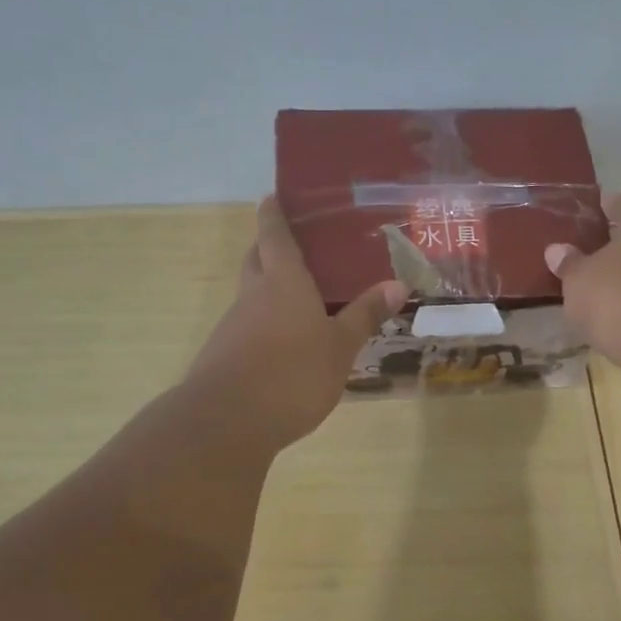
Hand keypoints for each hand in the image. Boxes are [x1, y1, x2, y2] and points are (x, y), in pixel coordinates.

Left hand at [186, 197, 406, 448]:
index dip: (274, 213)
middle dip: (269, 247)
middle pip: (256, 259)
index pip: (275, 235)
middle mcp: (252, 295)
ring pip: (250, 293)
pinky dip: (264, 322)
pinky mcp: (223, 354)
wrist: (226, 423)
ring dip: (268, 287)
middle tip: (297, 245)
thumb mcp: (340, 347)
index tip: (274, 196)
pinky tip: (286, 342)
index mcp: (282, 282)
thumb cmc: (292, 375)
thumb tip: (397, 284)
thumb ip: (365, 315)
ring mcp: (233, 325)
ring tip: (302, 297)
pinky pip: (247, 325)